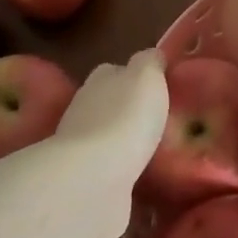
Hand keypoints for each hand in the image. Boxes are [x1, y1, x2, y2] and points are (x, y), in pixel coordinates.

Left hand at [46, 49, 168, 237]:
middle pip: (108, 103)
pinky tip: (138, 175)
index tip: (157, 86)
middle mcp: (84, 109)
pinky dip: (119, 170)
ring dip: (122, 141)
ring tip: (151, 149)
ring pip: (106, 137)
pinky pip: (107, 170)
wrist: (94, 178)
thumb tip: (152, 56)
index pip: (115, 70)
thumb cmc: (126, 117)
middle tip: (157, 119)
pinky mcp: (85, 181)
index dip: (134, 75)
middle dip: (127, 109)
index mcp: (100, 80)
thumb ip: (150, 62)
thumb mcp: (147, 76)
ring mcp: (81, 148)